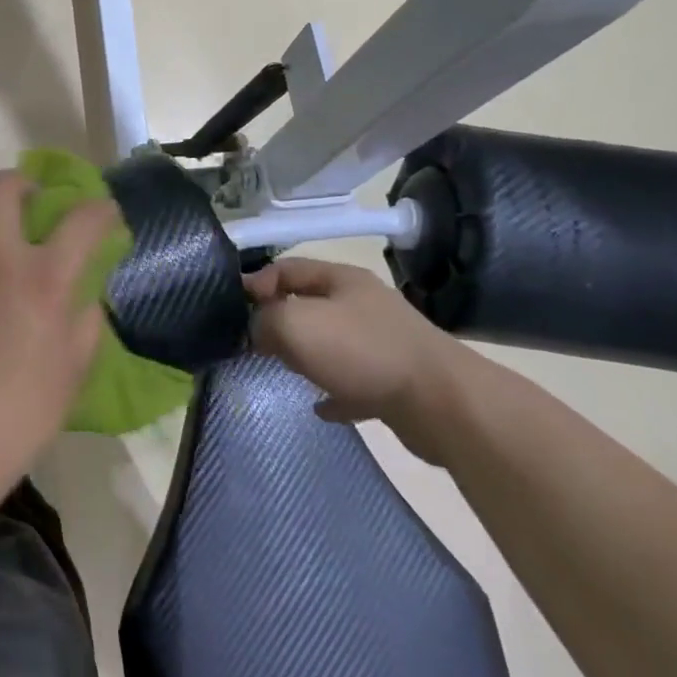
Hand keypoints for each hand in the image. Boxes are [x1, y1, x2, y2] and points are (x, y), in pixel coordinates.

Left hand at [0, 170, 120, 493]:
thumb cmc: (22, 412)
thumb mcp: (73, 371)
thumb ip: (85, 323)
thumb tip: (84, 298)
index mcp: (44, 280)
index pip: (81, 220)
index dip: (100, 209)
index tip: (106, 213)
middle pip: (2, 186)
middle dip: (23, 181)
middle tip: (34, 199)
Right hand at [244, 258, 468, 464]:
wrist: (442, 404)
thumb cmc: (362, 351)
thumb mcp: (295, 324)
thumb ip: (263, 320)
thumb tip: (255, 330)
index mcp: (341, 279)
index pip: (286, 268)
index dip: (255, 283)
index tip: (234, 310)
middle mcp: (363, 304)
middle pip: (309, 303)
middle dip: (279, 319)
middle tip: (253, 342)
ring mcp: (383, 342)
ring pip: (331, 342)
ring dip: (306, 354)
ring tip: (282, 370)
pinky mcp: (395, 381)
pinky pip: (353, 382)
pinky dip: (334, 391)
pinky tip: (320, 407)